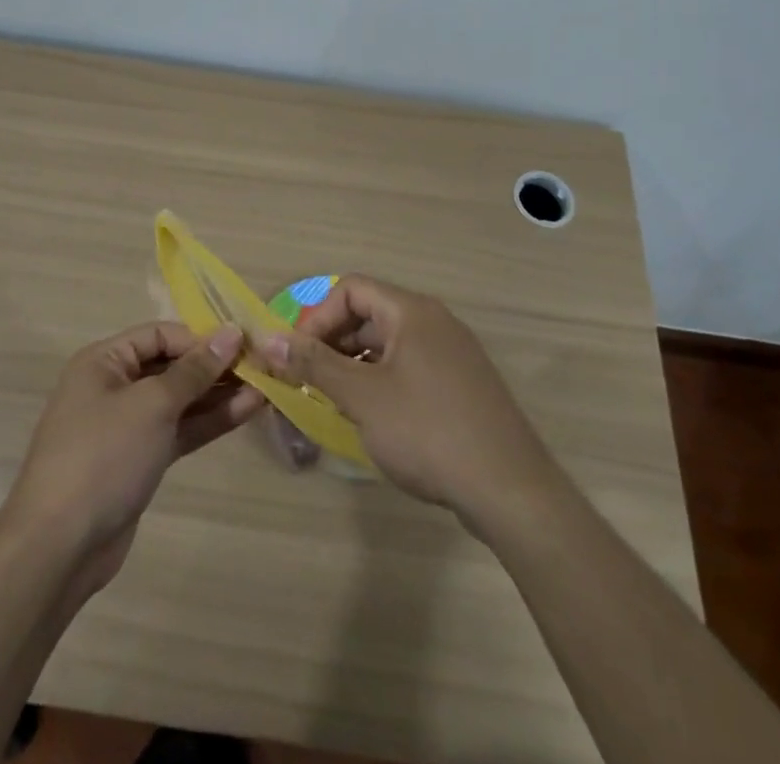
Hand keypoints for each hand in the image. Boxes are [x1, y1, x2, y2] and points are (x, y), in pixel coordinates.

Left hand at [1, 322, 263, 590]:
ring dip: (219, 394)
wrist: (59, 547)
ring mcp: (127, 426)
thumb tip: (230, 332)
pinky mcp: (139, 460)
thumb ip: (194, 370)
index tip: (243, 344)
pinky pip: (178, 430)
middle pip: (171, 366)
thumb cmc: (103, 456)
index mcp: (103, 361)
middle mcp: (113, 386)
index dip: (200, 337)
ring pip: (180, 400)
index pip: (160, 335)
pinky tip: (245, 412)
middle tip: (262, 366)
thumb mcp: (152, 405)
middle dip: (215, 366)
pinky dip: (208, 421)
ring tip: (265, 387)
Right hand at [253, 275, 553, 525]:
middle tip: (309, 380)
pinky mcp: (462, 385)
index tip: (298, 356)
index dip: (318, 316)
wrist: (511, 490)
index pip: (352, 289)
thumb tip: (269, 339)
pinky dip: (382, 382)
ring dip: (355, 365)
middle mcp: (434, 322)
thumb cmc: (429, 432)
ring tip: (334, 402)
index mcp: (412, 312)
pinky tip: (373, 419)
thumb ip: (314, 364)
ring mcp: (453, 353)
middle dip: (333, 343)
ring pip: (389, 344)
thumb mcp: (363, 398)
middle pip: (370, 314)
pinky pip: (410, 368)